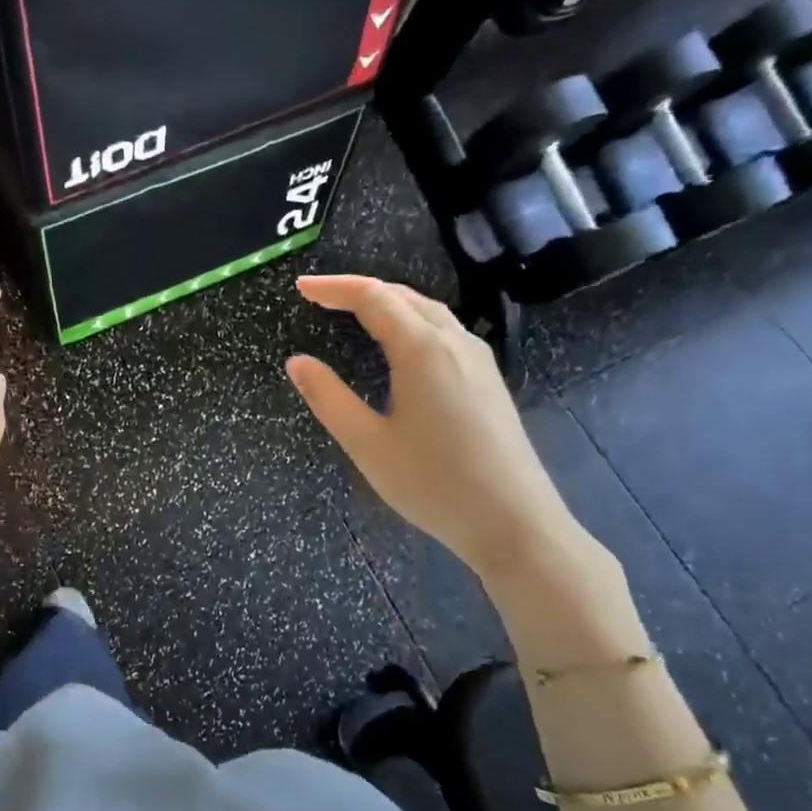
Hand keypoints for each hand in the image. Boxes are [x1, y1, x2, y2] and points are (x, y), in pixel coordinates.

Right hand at [286, 274, 583, 583]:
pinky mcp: (489, 380)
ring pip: (429, 312)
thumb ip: (329, 398)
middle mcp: (455, 342)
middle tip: (320, 297)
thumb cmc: (434, 484)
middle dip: (359, 290)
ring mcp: (478, 360)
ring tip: (354, 312)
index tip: (300, 287)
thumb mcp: (368, 444)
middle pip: (404, 296)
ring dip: (388, 302)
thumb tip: (297, 362)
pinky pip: (445, 331)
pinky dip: (411, 322)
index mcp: (423, 350)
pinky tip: (400, 345)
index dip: (333, 288)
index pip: (373, 298)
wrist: (514, 522)